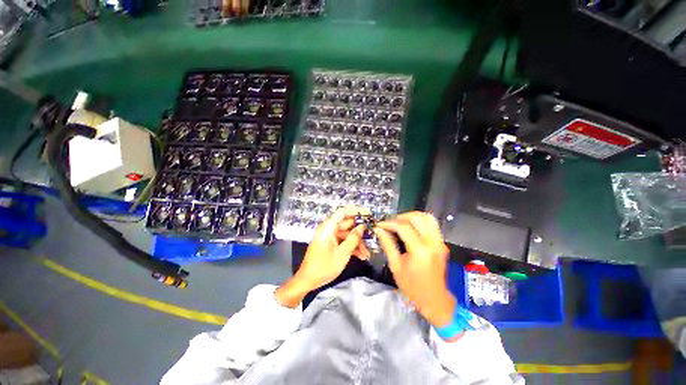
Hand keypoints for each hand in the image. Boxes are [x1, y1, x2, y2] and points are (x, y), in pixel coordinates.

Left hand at [275, 207, 370, 307]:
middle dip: (360, 232)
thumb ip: (353, 239)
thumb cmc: (324, 266)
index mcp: (328, 227)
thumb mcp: (342, 253)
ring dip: (357, 243)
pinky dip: (351, 247)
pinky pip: (343, 242)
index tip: (368, 213)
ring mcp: (329, 237)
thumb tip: (362, 227)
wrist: (308, 281)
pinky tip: (361, 256)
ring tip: (367, 253)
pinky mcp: (330, 245)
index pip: (343, 212)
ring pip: (347, 235)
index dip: (356, 211)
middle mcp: (329, 229)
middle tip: (372, 236)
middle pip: (347, 225)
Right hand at [374, 211, 455, 326]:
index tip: (380, 224)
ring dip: (412, 216)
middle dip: (400, 217)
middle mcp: (432, 243)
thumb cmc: (412, 287)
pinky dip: (420, 221)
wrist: (434, 300)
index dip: (389, 223)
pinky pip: (432, 224)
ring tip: (400, 222)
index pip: (403, 227)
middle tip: (390, 223)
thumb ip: (387, 244)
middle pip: (416, 218)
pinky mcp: (442, 243)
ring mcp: (439, 242)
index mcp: (420, 250)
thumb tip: (379, 230)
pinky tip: (411, 228)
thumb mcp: (395, 266)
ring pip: (427, 217)